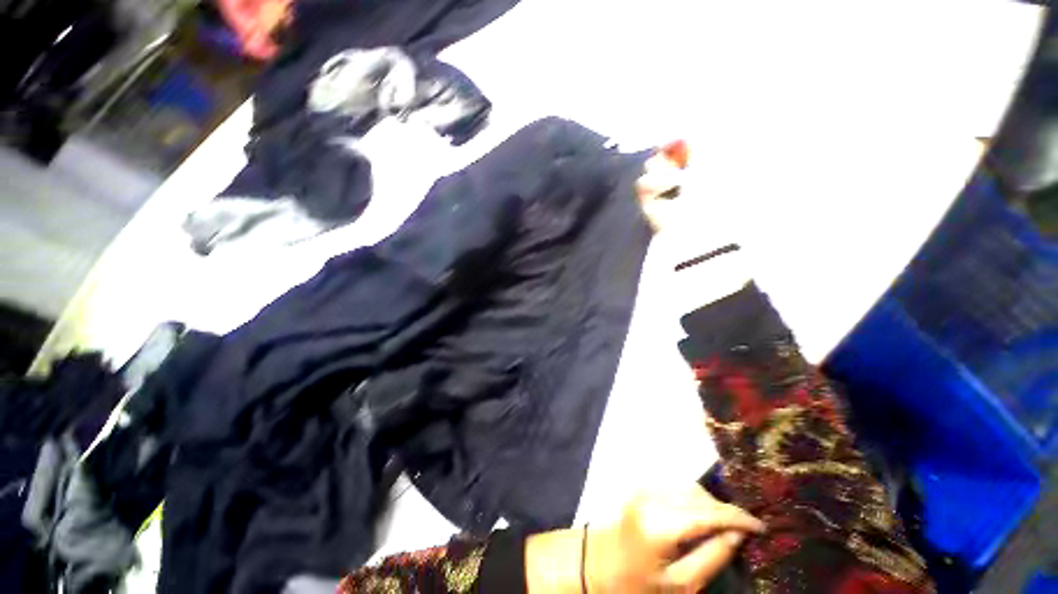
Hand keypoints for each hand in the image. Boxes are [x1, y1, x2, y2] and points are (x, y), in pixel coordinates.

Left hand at [526, 483, 763, 592]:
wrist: (599, 563)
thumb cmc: (638, 583)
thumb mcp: (681, 584)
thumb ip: (712, 557)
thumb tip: (738, 534)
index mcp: (661, 523)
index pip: (708, 512)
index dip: (738, 517)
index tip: (761, 527)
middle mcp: (652, 496)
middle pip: (700, 495)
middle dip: (724, 511)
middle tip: (741, 532)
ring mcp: (644, 487)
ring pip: (689, 487)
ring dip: (709, 505)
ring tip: (720, 529)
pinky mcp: (642, 486)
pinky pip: (677, 487)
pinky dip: (693, 500)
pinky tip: (698, 519)